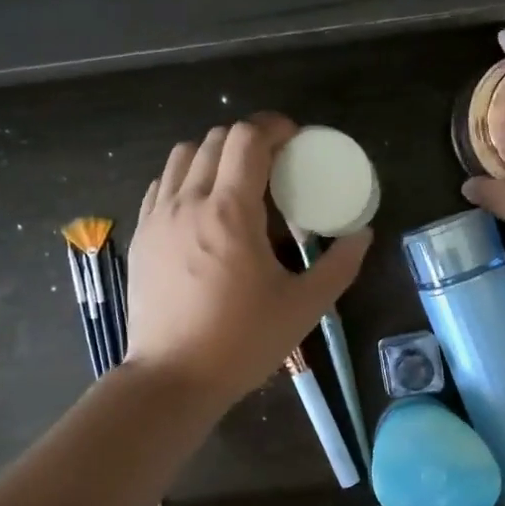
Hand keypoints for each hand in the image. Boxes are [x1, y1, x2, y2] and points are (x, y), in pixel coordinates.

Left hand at [125, 114, 371, 407]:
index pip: (247, 139)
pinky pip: (161, 185)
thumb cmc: (242, 342)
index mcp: (230, 212)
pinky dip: (184, 178)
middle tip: (273, 163)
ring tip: (235, 181)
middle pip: (214, 139)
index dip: (274, 127)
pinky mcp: (142, 236)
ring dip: (213, 154)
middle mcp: (188, 202)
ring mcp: (158, 218)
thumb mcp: (304, 307)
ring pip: (181, 156)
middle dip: (248, 139)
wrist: (173, 378)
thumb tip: (362, 234)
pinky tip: (201, 207)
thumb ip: (339, 265)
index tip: (294, 139)